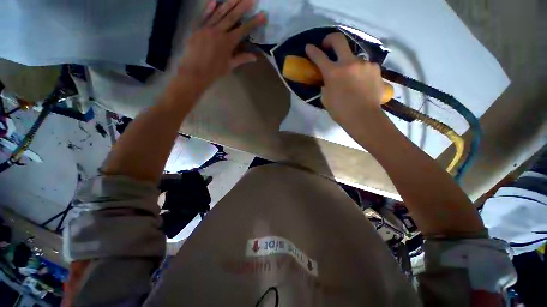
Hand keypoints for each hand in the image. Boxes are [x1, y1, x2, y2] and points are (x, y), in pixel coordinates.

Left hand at [175, 0, 266, 92]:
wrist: (195, 71)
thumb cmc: (214, 71)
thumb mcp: (230, 66)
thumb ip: (242, 59)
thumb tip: (255, 57)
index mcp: (228, 42)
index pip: (243, 30)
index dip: (253, 22)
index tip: (262, 14)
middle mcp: (218, 32)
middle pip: (232, 16)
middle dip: (243, 6)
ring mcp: (207, 28)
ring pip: (219, 13)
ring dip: (229, 3)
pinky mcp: (197, 28)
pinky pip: (204, 16)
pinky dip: (209, 8)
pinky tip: (214, 1)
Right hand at [305, 33, 384, 134]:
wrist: (364, 117)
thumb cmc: (341, 111)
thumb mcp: (326, 99)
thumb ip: (326, 85)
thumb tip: (328, 80)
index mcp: (333, 72)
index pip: (319, 56)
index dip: (312, 50)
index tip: (309, 47)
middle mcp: (349, 63)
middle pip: (339, 40)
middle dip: (330, 39)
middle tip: (327, 45)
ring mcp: (364, 64)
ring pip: (354, 56)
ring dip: (348, 63)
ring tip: (350, 77)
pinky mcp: (375, 68)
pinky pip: (364, 66)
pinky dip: (360, 71)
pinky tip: (361, 82)